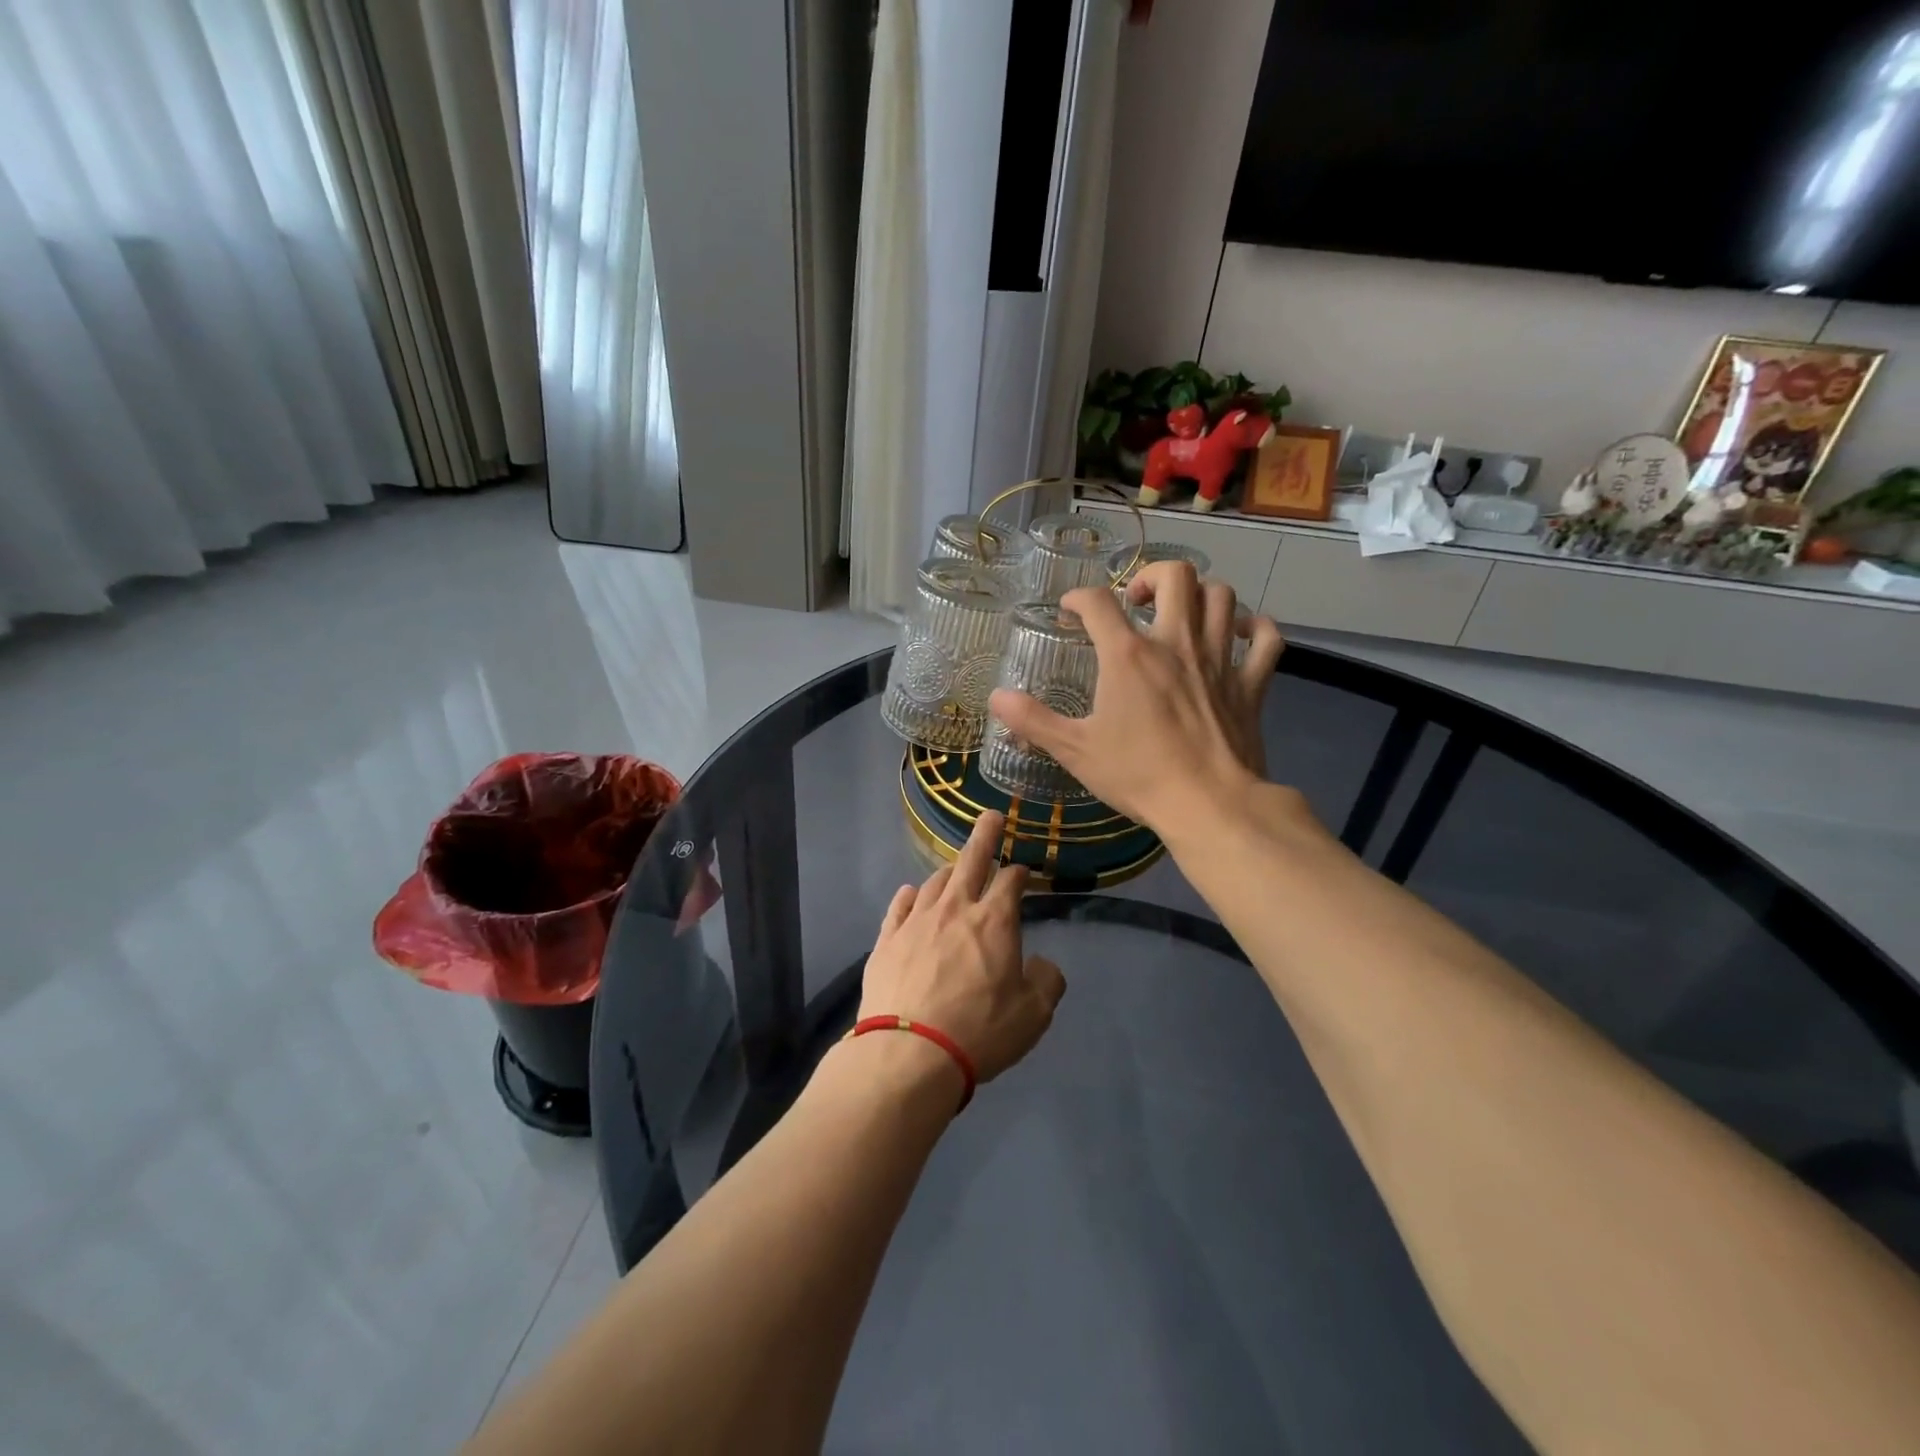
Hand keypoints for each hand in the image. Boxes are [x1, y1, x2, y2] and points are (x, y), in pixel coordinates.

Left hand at [857, 811, 1065, 1087]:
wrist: (909, 1053)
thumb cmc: (979, 1031)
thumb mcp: (1033, 1015)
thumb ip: (1047, 981)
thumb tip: (1041, 964)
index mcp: (994, 921)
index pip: (1010, 881)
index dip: (1020, 873)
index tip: (1023, 872)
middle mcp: (955, 909)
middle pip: (971, 861)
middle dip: (985, 836)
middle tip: (992, 816)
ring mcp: (916, 922)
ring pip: (934, 882)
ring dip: (949, 872)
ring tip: (954, 870)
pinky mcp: (887, 940)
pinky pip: (899, 906)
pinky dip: (910, 896)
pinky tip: (912, 894)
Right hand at [988, 561, 1285, 835]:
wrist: (1209, 805)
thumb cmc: (1138, 775)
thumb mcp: (1075, 750)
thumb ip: (1033, 720)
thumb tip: (996, 697)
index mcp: (1128, 656)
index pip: (1097, 602)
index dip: (1078, 598)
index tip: (1070, 611)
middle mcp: (1176, 643)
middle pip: (1177, 574)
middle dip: (1153, 576)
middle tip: (1137, 602)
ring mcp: (1220, 660)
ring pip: (1222, 597)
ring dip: (1201, 595)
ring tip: (1182, 613)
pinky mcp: (1251, 684)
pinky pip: (1266, 638)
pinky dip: (1255, 628)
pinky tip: (1239, 632)